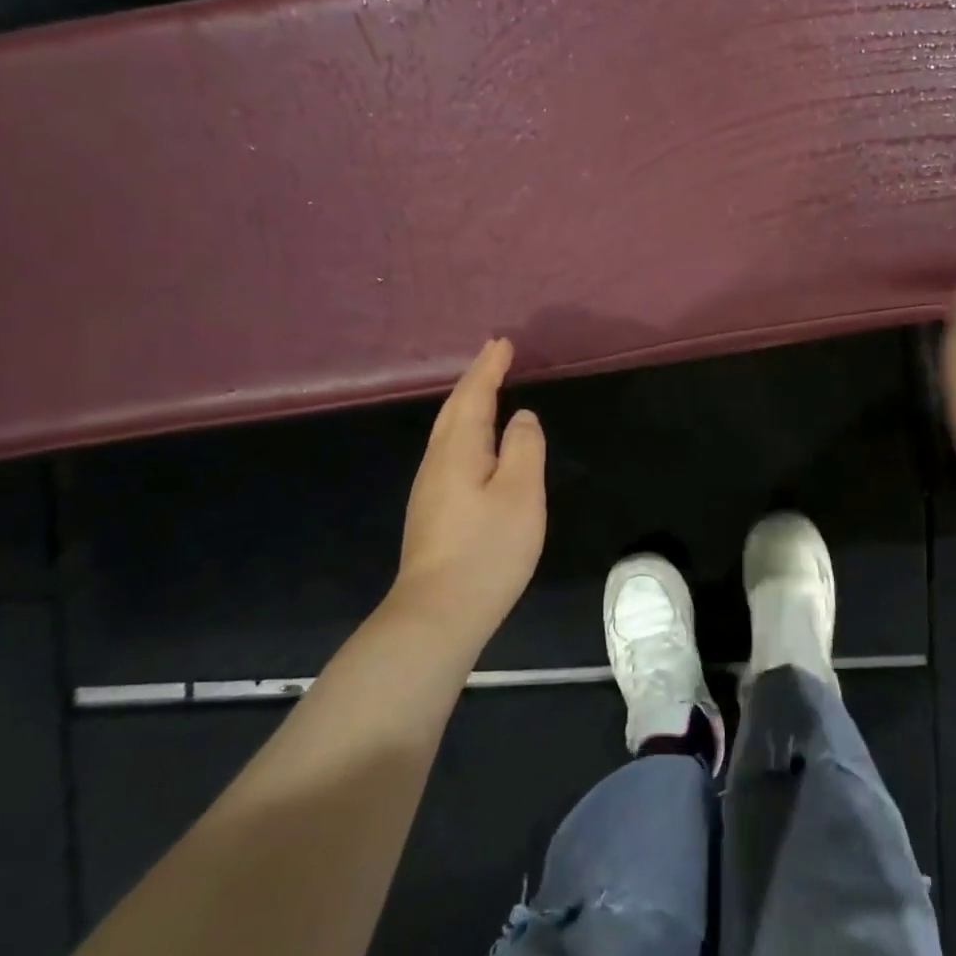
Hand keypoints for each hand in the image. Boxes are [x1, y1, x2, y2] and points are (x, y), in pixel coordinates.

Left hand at [384, 338, 546, 650]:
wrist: (439, 612)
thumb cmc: (487, 549)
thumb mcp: (520, 493)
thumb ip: (524, 447)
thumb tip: (521, 417)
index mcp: (458, 450)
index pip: (473, 396)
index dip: (489, 368)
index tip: (503, 342)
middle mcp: (437, 462)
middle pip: (454, 410)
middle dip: (476, 380)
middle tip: (495, 356)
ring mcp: (431, 489)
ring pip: (449, 432)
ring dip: (468, 405)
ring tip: (487, 390)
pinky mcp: (434, 511)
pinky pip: (451, 453)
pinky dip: (467, 432)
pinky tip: (477, 445)